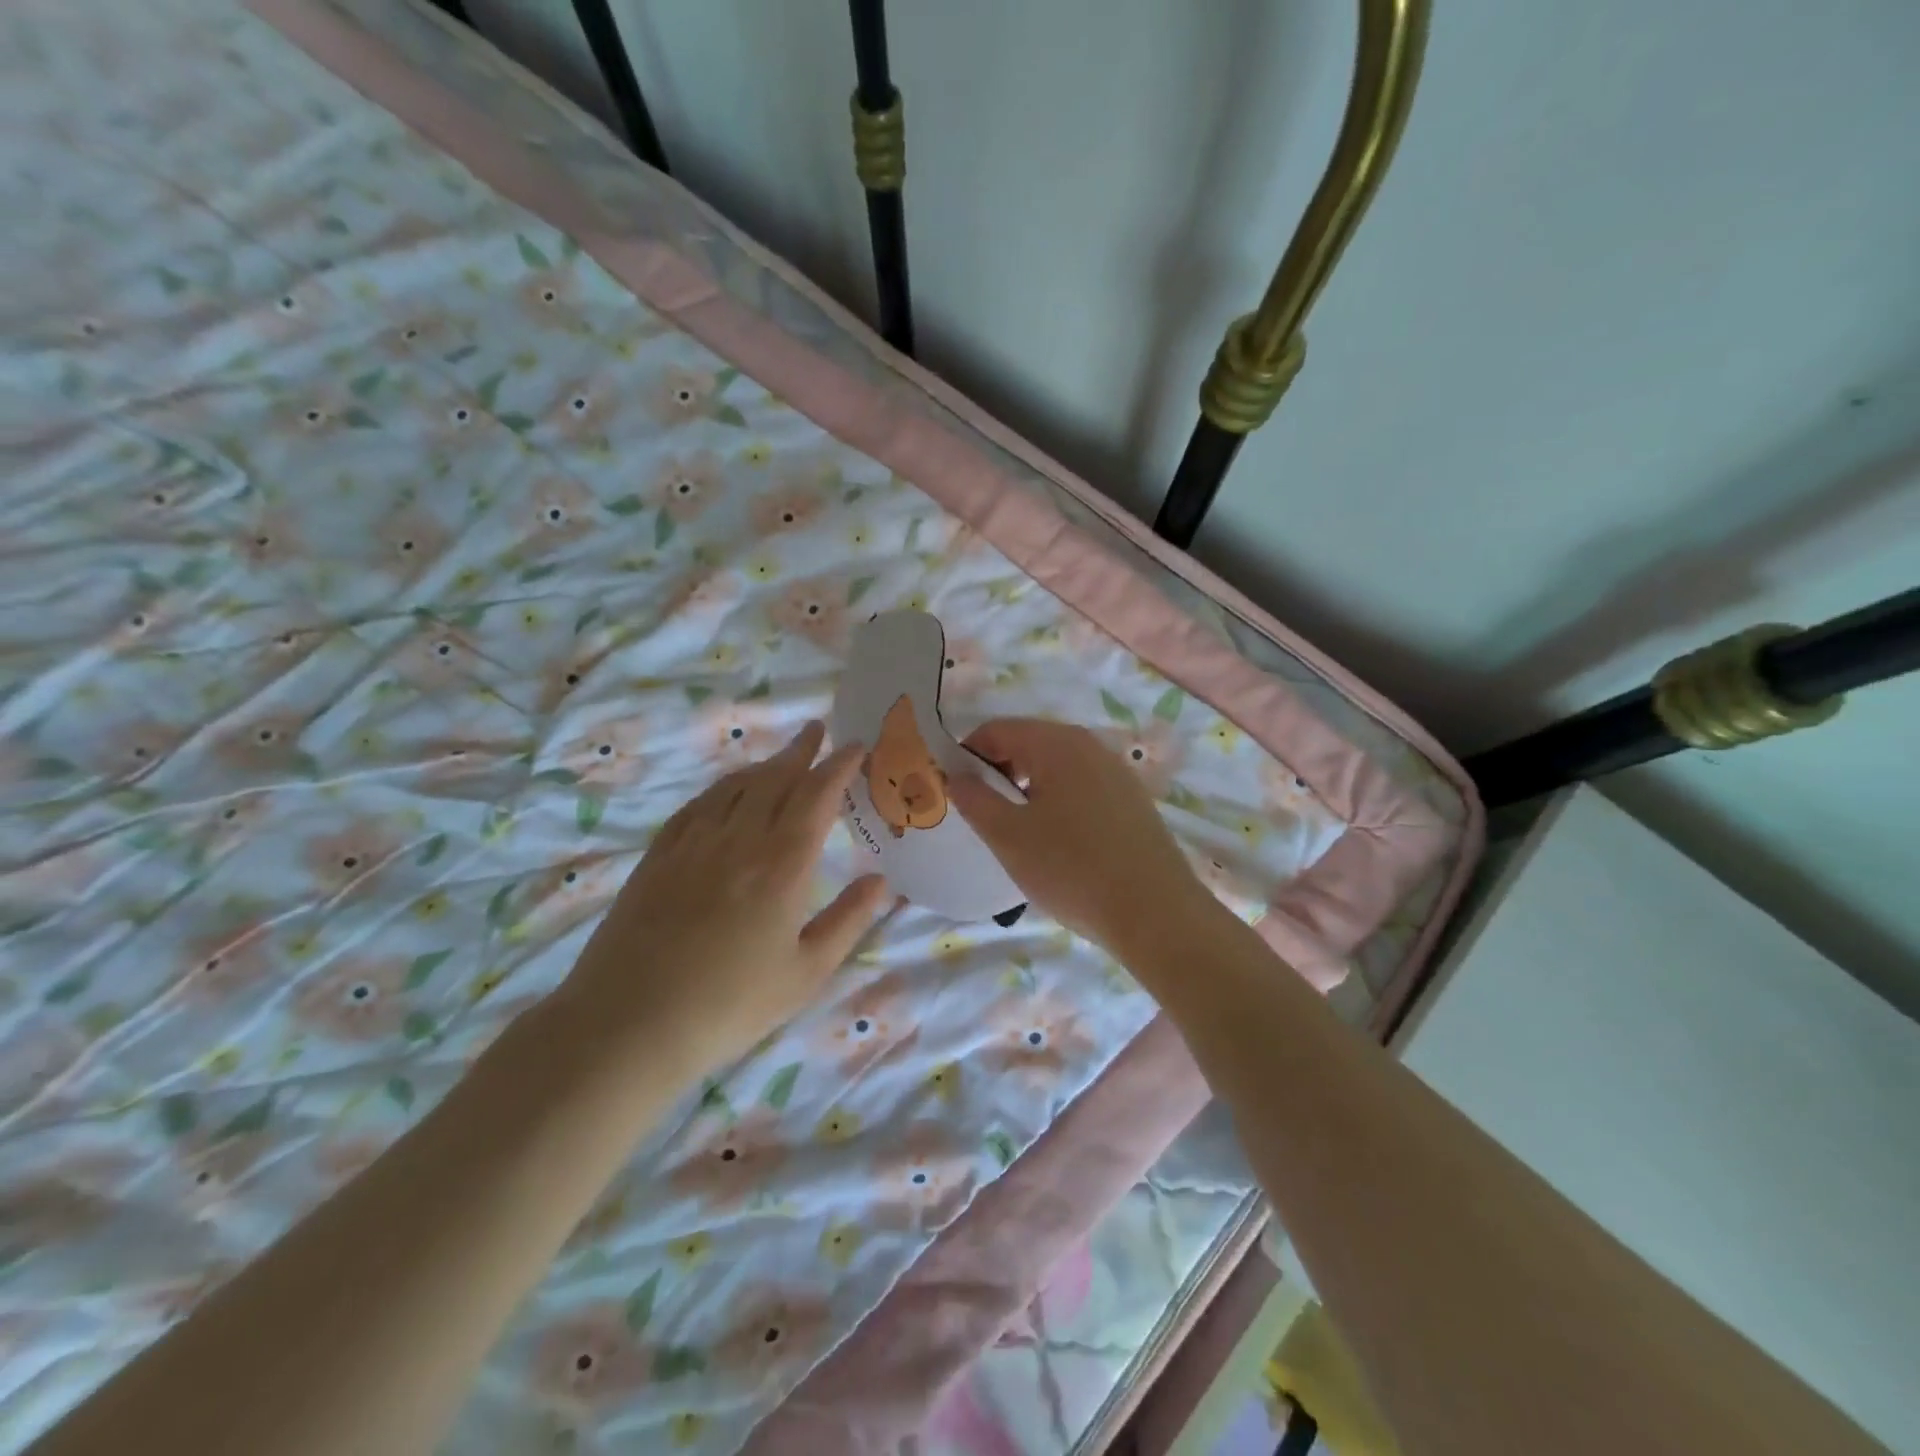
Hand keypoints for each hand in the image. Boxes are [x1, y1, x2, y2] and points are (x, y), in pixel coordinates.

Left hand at [566, 722, 887, 1077]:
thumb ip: (848, 921)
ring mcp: (693, 844)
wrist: (629, 1025)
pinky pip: (697, 805)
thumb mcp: (806, 974)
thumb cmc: (730, 1006)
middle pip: (775, 779)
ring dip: (763, 765)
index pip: (817, 797)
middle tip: (818, 730)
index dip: (838, 767)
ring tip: (781, 756)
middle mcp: (739, 841)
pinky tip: (727, 791)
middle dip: (801, 751)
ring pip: (735, 786)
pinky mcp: (658, 856)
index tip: (855, 746)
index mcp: (783, 866)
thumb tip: (882, 881)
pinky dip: (722, 788)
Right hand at [950, 717, 1212, 957]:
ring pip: (1057, 767)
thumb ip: (976, 800)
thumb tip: (956, 776)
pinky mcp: (1132, 800)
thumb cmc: (1072, 869)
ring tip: (1017, 831)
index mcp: (1057, 743)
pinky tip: (1057, 841)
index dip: (967, 755)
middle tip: (982, 813)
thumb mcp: (1009, 837)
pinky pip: (1082, 787)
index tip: (954, 790)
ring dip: (1028, 788)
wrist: (1156, 913)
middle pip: (1029, 743)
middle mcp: (1090, 745)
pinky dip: (1058, 801)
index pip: (997, 730)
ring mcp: (1116, 772)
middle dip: (998, 772)